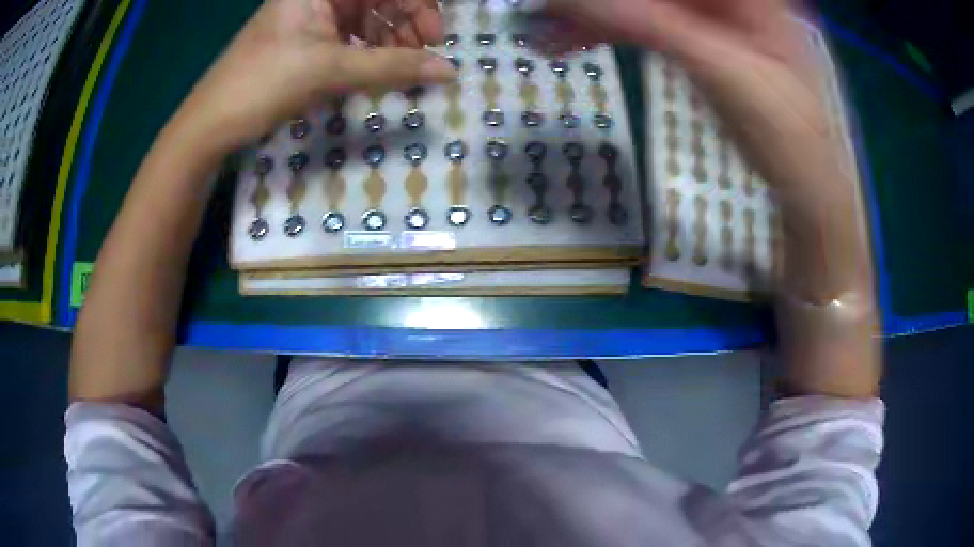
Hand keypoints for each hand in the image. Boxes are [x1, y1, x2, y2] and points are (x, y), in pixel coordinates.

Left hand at [179, 0, 455, 151]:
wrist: (212, 121)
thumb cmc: (264, 83)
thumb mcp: (330, 70)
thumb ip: (392, 67)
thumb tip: (448, 71)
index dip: (417, 6)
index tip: (434, 39)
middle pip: (379, 0)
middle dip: (406, 25)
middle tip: (422, 58)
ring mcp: (314, 16)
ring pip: (368, 19)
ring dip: (390, 42)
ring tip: (402, 70)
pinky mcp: (308, 39)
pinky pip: (351, 37)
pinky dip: (370, 52)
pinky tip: (380, 69)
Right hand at [539, 0, 843, 196]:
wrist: (801, 180)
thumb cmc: (783, 130)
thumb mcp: (723, 72)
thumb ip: (652, 26)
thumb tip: (573, 2)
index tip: (567, 2)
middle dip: (598, 4)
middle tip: (545, 15)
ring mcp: (709, 16)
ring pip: (641, 4)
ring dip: (592, 17)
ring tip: (546, 37)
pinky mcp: (696, 39)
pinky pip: (644, 25)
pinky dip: (608, 33)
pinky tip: (573, 42)